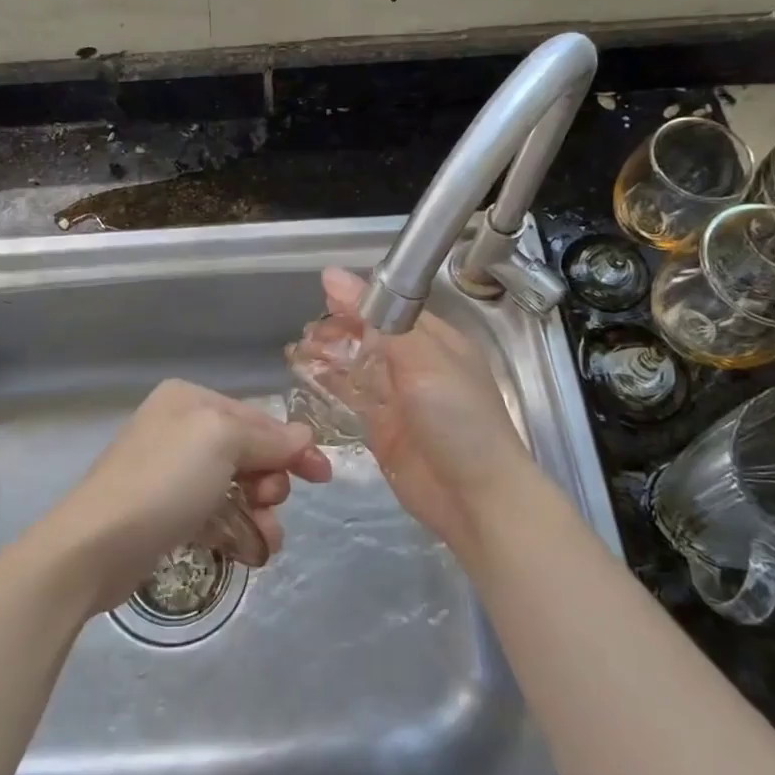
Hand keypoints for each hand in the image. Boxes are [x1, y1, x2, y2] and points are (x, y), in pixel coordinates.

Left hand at [42, 379, 331, 613]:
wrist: (95, 546)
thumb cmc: (163, 481)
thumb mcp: (221, 441)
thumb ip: (267, 437)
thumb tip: (303, 436)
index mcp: (190, 400)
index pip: (256, 417)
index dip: (292, 446)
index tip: (322, 476)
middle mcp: (181, 429)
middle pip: (249, 453)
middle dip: (269, 482)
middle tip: (268, 503)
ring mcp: (172, 473)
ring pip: (237, 488)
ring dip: (259, 513)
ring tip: (263, 541)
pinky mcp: (168, 513)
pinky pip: (217, 515)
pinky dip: (236, 531)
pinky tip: (246, 552)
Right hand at [321, 267, 538, 554]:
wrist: (478, 498)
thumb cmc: (459, 419)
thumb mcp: (423, 360)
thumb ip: (378, 319)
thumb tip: (332, 275)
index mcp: (435, 341)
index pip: (390, 308)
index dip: (357, 301)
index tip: (322, 296)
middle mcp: (416, 365)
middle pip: (369, 336)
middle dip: (338, 329)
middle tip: (306, 332)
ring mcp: (398, 398)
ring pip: (356, 366)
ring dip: (329, 356)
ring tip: (297, 350)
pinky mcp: (382, 428)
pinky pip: (351, 398)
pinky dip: (329, 385)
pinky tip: (306, 376)